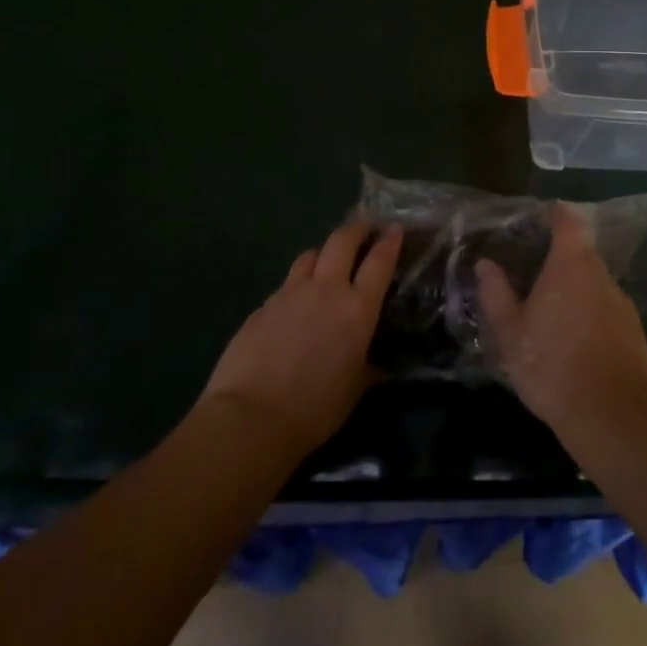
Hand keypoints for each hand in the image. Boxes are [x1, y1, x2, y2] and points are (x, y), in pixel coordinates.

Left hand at [201, 220, 403, 457]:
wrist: (251, 416)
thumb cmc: (314, 409)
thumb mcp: (354, 389)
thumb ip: (367, 367)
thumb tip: (375, 363)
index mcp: (357, 309)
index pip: (379, 262)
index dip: (389, 241)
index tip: (395, 228)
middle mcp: (325, 290)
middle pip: (342, 241)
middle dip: (356, 229)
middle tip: (364, 229)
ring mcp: (290, 293)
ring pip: (310, 255)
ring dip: (323, 253)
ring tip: (327, 262)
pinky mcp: (263, 305)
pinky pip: (286, 284)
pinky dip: (296, 285)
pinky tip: (295, 305)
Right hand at [476, 204, 646, 437]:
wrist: (611, 415)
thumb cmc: (552, 365)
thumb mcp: (511, 333)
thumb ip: (496, 293)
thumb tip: (485, 263)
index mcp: (570, 265)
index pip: (568, 222)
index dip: (555, 214)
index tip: (539, 218)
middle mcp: (601, 276)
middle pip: (581, 254)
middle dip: (559, 260)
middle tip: (533, 277)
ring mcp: (622, 304)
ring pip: (594, 285)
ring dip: (575, 291)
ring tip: (551, 315)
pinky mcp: (635, 332)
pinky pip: (607, 311)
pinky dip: (590, 316)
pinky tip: (575, 343)